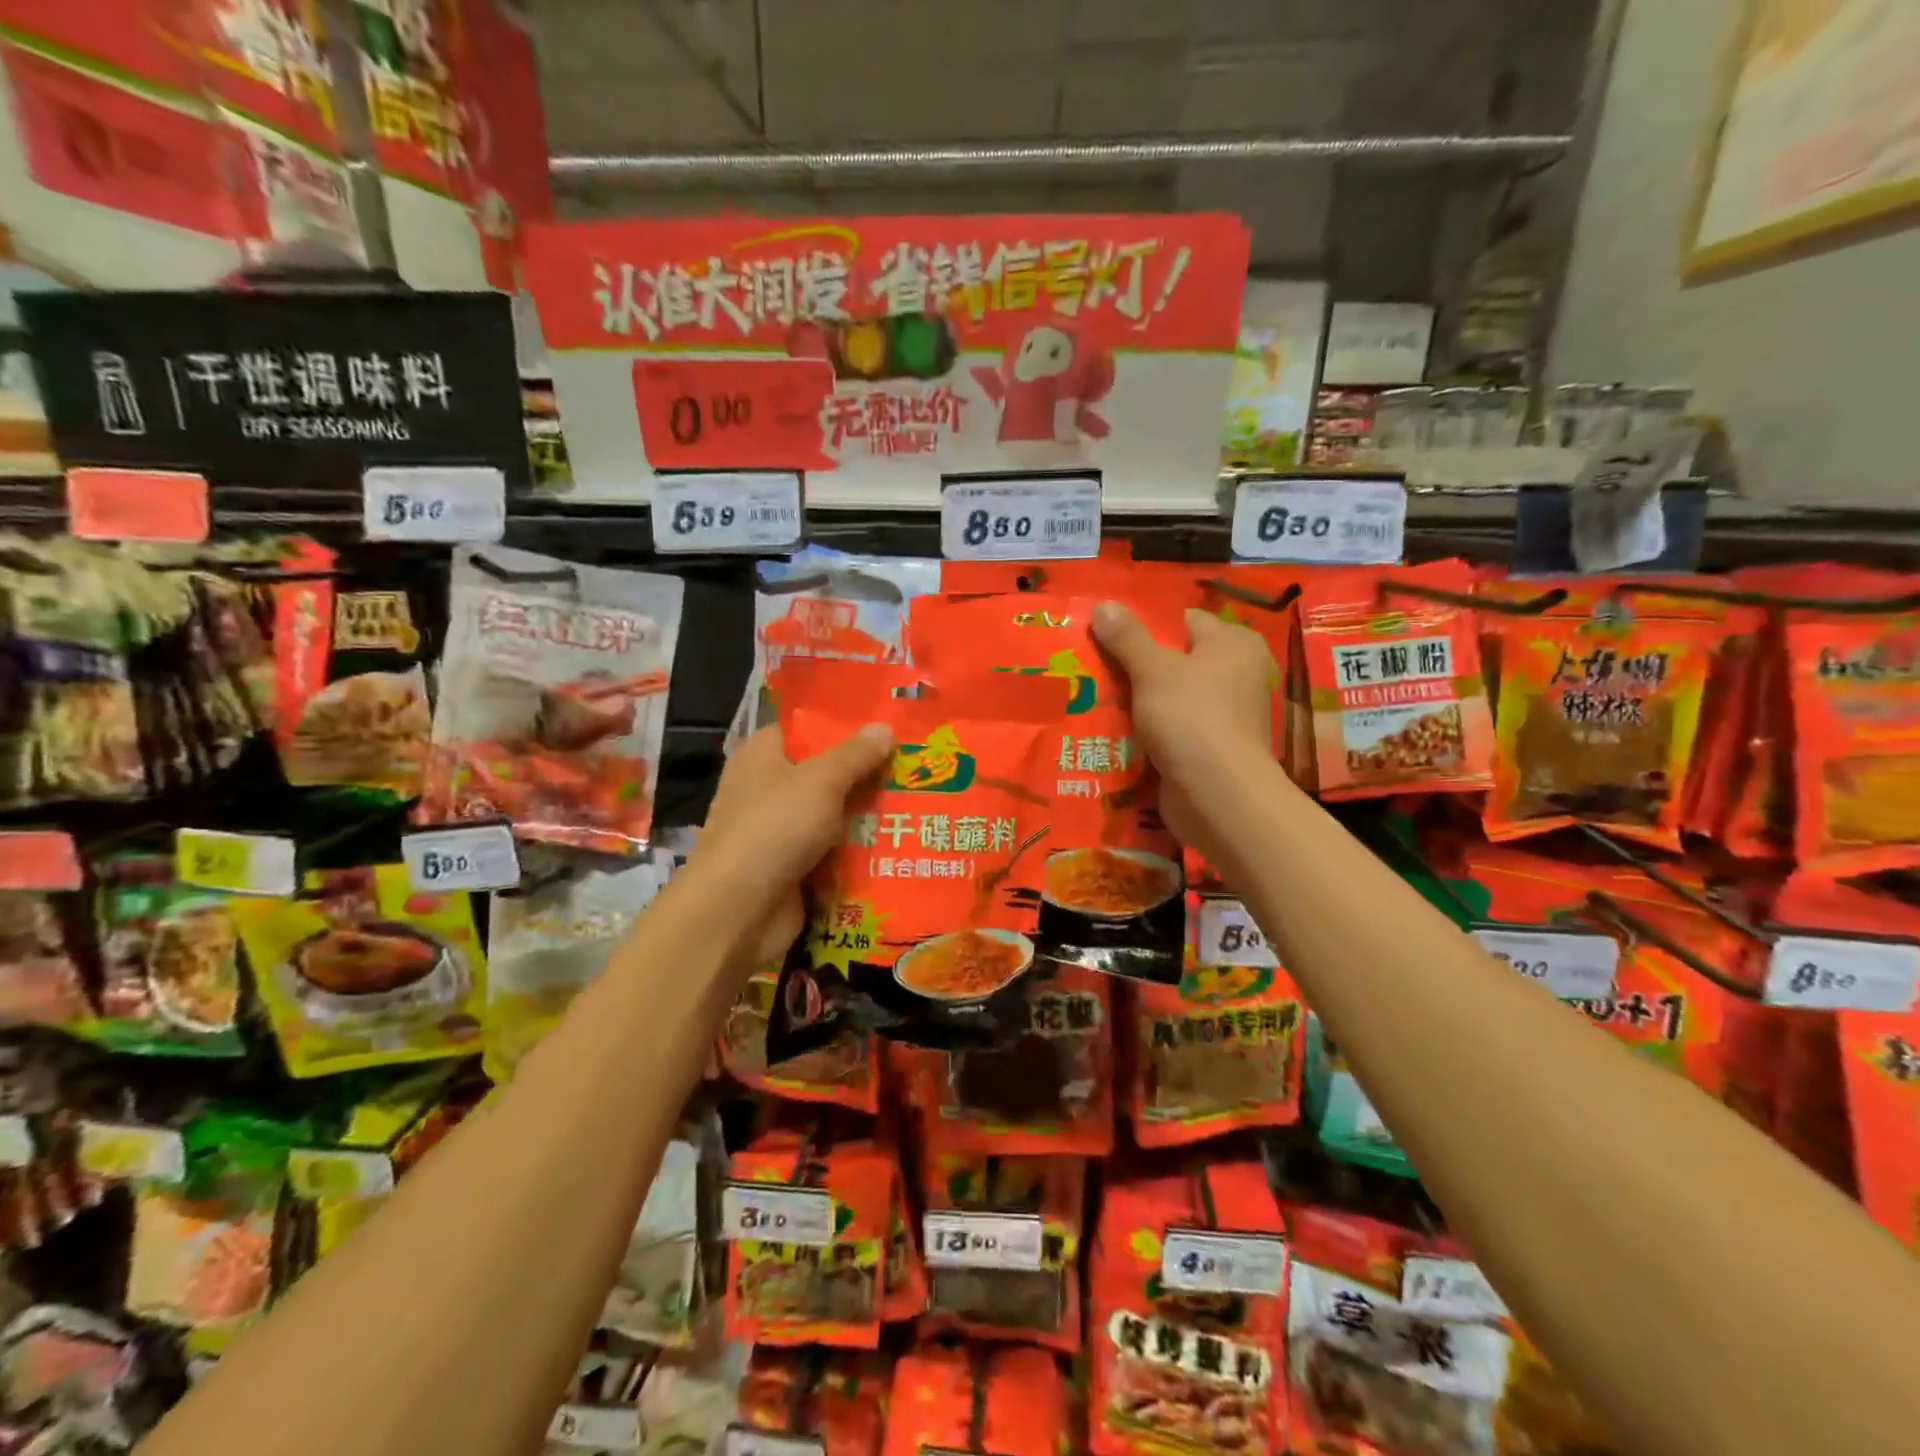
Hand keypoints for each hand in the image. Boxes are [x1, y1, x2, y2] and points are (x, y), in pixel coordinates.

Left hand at [689, 721, 892, 969]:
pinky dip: (859, 851)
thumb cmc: (774, 828)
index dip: (842, 724)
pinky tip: (901, 842)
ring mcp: (780, 831)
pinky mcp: (794, 867)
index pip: (804, 729)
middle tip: (915, 763)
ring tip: (921, 801)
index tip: (885, 723)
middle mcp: (767, 789)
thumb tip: (885, 728)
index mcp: (762, 755)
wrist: (738, 911)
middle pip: (824, 773)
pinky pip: (834, 851)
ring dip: (868, 815)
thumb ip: (855, 754)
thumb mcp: (821, 780)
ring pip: (833, 815)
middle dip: (865, 772)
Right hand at [1092, 602, 1275, 859]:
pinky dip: (1145, 733)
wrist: (1217, 796)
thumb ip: (1127, 637)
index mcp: (1233, 644)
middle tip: (1090, 667)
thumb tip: (1104, 605)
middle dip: (1133, 667)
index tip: (1104, 636)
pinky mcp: (1208, 749)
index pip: (1183, 621)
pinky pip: (1169, 731)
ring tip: (1090, 698)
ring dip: (1135, 703)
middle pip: (1173, 661)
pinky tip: (1109, 733)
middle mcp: (1236, 675)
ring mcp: (1224, 715)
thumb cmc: (1191, 718)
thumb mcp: (1153, 670)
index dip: (1143, 626)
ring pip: (1167, 699)